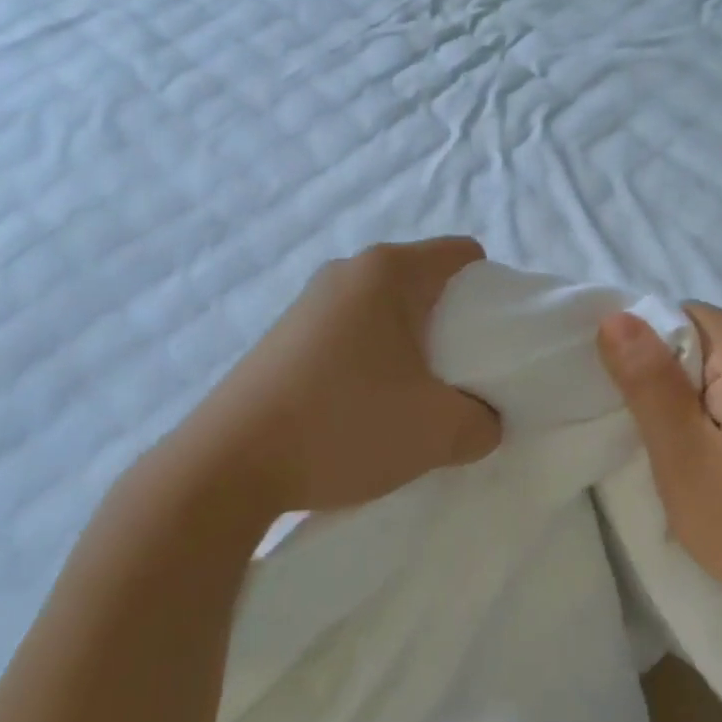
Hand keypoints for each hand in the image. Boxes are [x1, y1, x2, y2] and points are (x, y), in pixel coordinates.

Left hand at [155, 238, 501, 518]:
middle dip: (453, 326)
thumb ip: (486, 422)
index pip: (464, 255)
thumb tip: (482, 419)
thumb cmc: (344, 426)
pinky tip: (365, 408)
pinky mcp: (285, 336)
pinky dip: (374, 361)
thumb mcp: (440, 432)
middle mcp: (346, 272)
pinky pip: (352, 333)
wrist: (228, 466)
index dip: (493, 294)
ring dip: (412, 348)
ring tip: (411, 400)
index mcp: (388, 272)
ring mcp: (309, 303)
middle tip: (461, 379)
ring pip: (387, 311)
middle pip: (426, 284)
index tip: (493, 343)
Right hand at [597, 304, 721, 626]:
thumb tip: (616, 315)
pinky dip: (717, 413)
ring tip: (675, 446)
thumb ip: (648, 380)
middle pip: (708, 339)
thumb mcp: (680, 452)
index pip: (689, 315)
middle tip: (649, 427)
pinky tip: (711, 455)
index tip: (630, 393)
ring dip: (691, 397)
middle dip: (669, 373)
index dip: (650, 344)